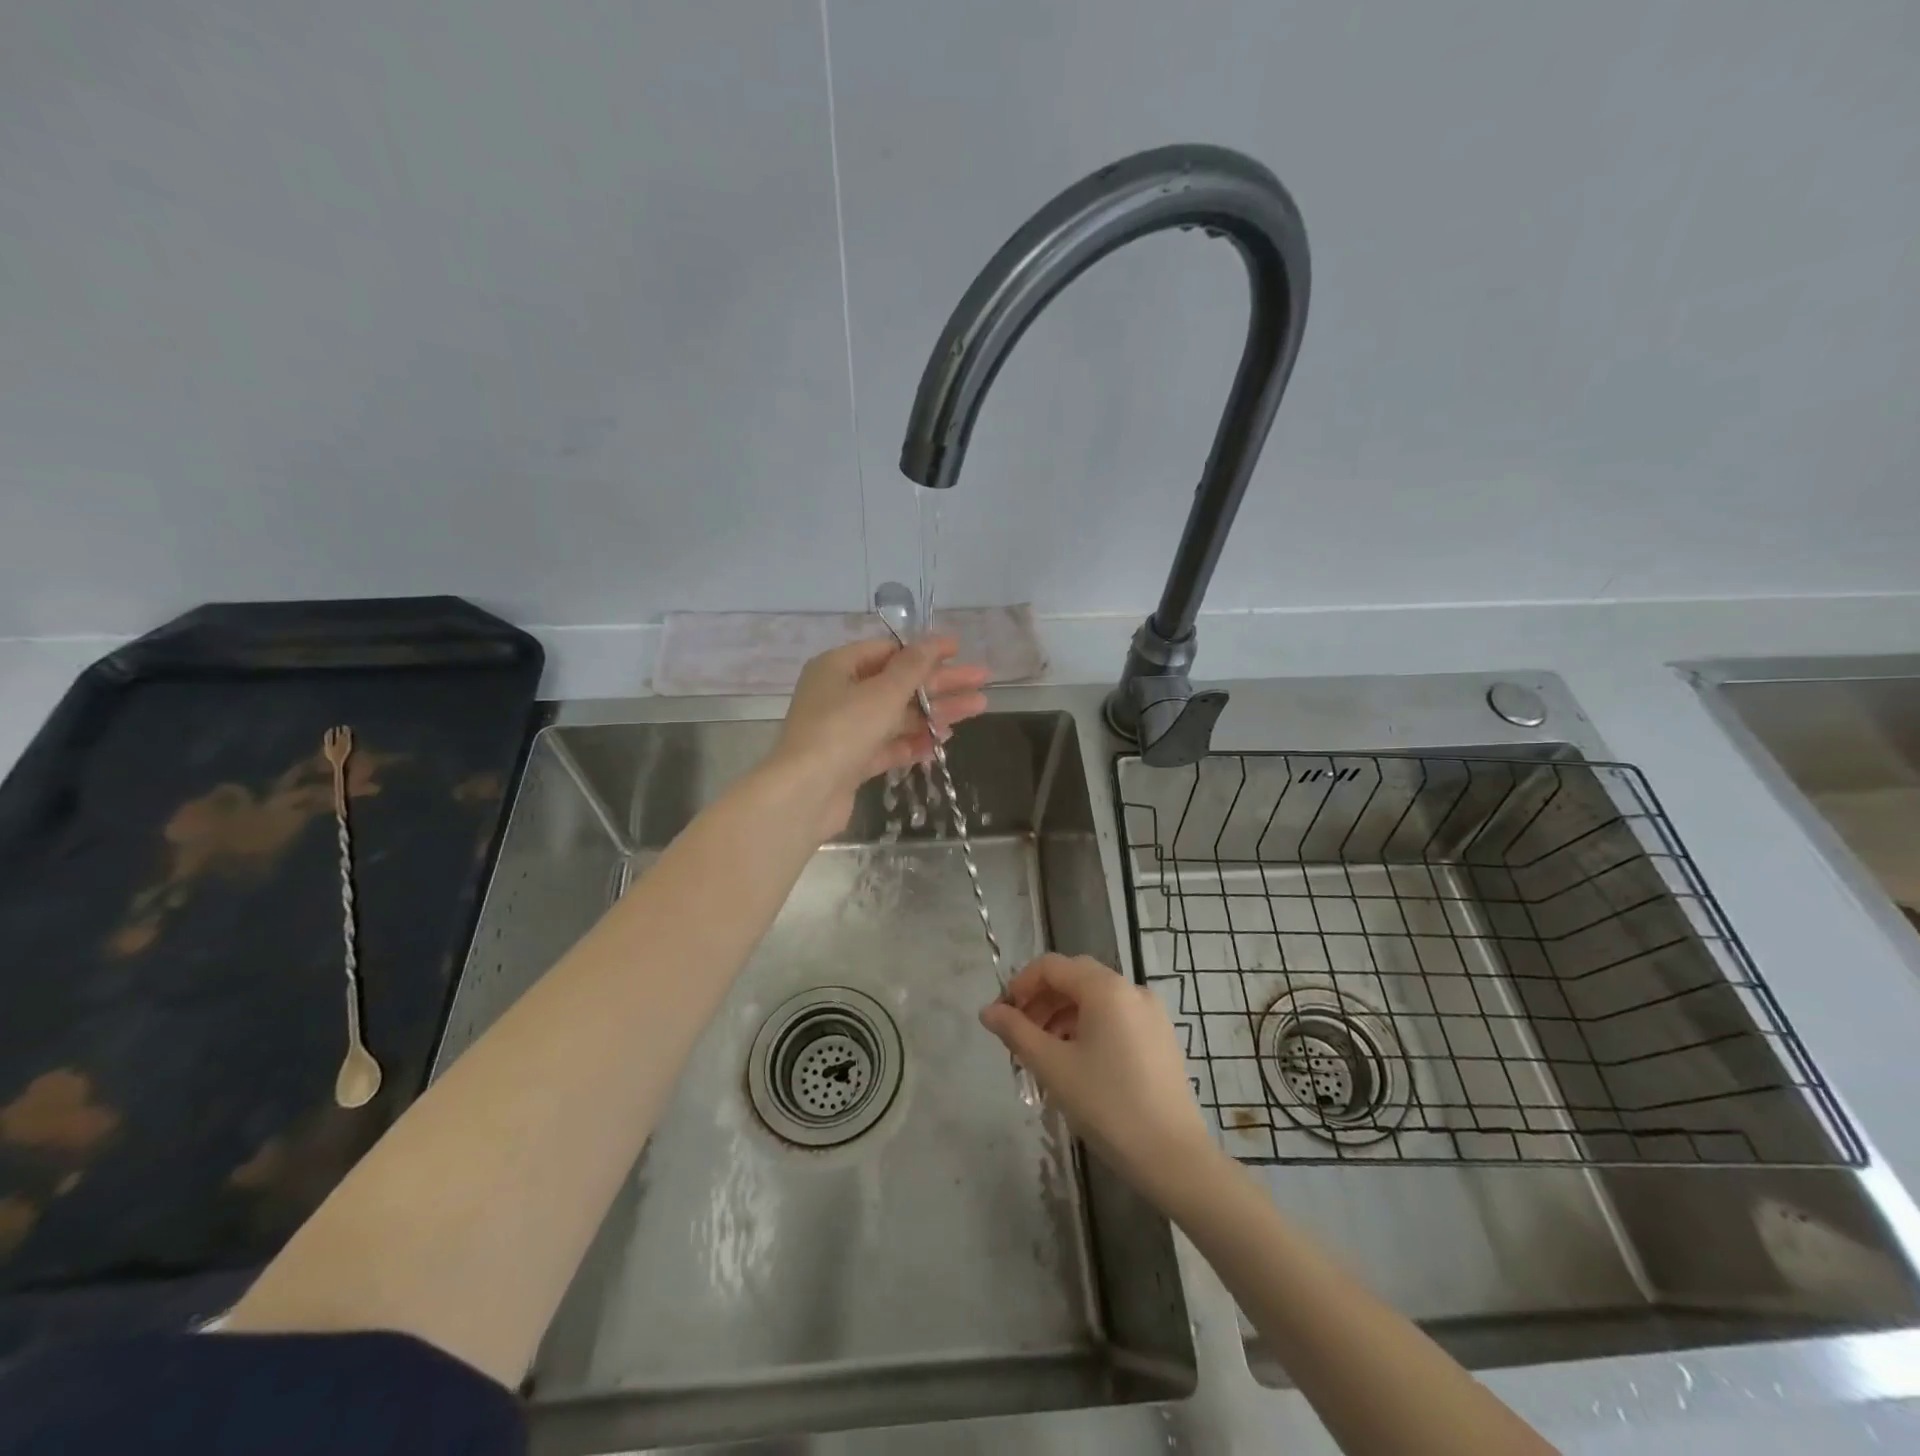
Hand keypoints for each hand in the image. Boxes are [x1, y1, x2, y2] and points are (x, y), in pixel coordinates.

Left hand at [772, 635, 990, 838]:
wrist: (804, 794)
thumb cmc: (842, 730)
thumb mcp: (882, 692)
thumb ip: (913, 667)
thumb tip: (934, 641)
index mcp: (838, 667)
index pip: (887, 651)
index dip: (925, 650)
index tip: (959, 650)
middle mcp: (839, 694)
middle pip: (898, 683)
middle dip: (940, 683)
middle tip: (982, 680)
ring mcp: (845, 730)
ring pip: (897, 716)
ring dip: (935, 712)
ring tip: (977, 709)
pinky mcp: (852, 762)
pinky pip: (888, 745)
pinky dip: (914, 741)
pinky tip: (943, 741)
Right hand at [980, 954, 1215, 1202]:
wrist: (1173, 1157)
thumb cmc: (1107, 1106)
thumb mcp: (1053, 1067)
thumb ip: (1016, 1032)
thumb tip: (987, 1011)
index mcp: (1106, 988)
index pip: (1051, 966)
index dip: (1020, 985)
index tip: (1002, 1016)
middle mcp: (1131, 989)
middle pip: (1074, 978)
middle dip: (1041, 1001)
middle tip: (1019, 1035)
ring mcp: (1151, 1013)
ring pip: (1095, 999)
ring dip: (1062, 1015)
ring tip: (1044, 1052)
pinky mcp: (1160, 1037)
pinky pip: (1115, 1017)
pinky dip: (1088, 1027)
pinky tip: (1076, 1061)